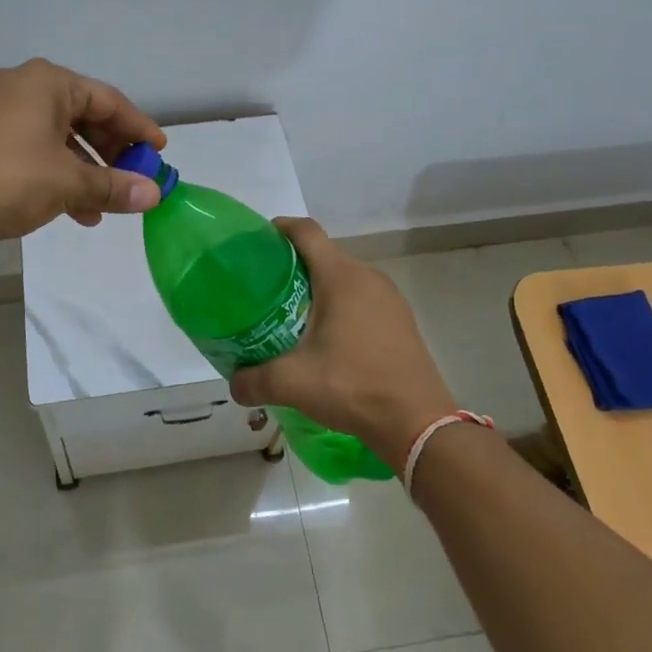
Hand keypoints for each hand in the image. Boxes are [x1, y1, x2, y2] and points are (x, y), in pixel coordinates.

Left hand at [0, 59, 166, 244]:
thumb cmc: (10, 180)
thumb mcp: (69, 183)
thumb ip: (115, 186)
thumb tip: (155, 195)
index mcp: (47, 82)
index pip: (108, 100)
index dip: (139, 128)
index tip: (160, 153)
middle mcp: (25, 88)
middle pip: (84, 118)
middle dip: (113, 154)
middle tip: (136, 179)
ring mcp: (2, 113)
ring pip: (62, 139)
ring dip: (88, 172)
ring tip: (109, 204)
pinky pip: (38, 151)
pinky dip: (61, 176)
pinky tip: (78, 212)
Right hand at [228, 218, 460, 470]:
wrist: (418, 423)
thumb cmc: (353, 387)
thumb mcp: (292, 383)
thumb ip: (253, 380)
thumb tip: (233, 383)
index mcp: (341, 277)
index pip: (306, 231)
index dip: (280, 228)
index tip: (257, 242)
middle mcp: (368, 277)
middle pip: (324, 255)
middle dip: (293, 266)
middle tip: (266, 290)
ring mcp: (390, 299)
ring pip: (345, 279)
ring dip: (318, 289)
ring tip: (292, 316)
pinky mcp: (401, 321)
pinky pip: (363, 300)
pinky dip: (340, 307)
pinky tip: (328, 340)